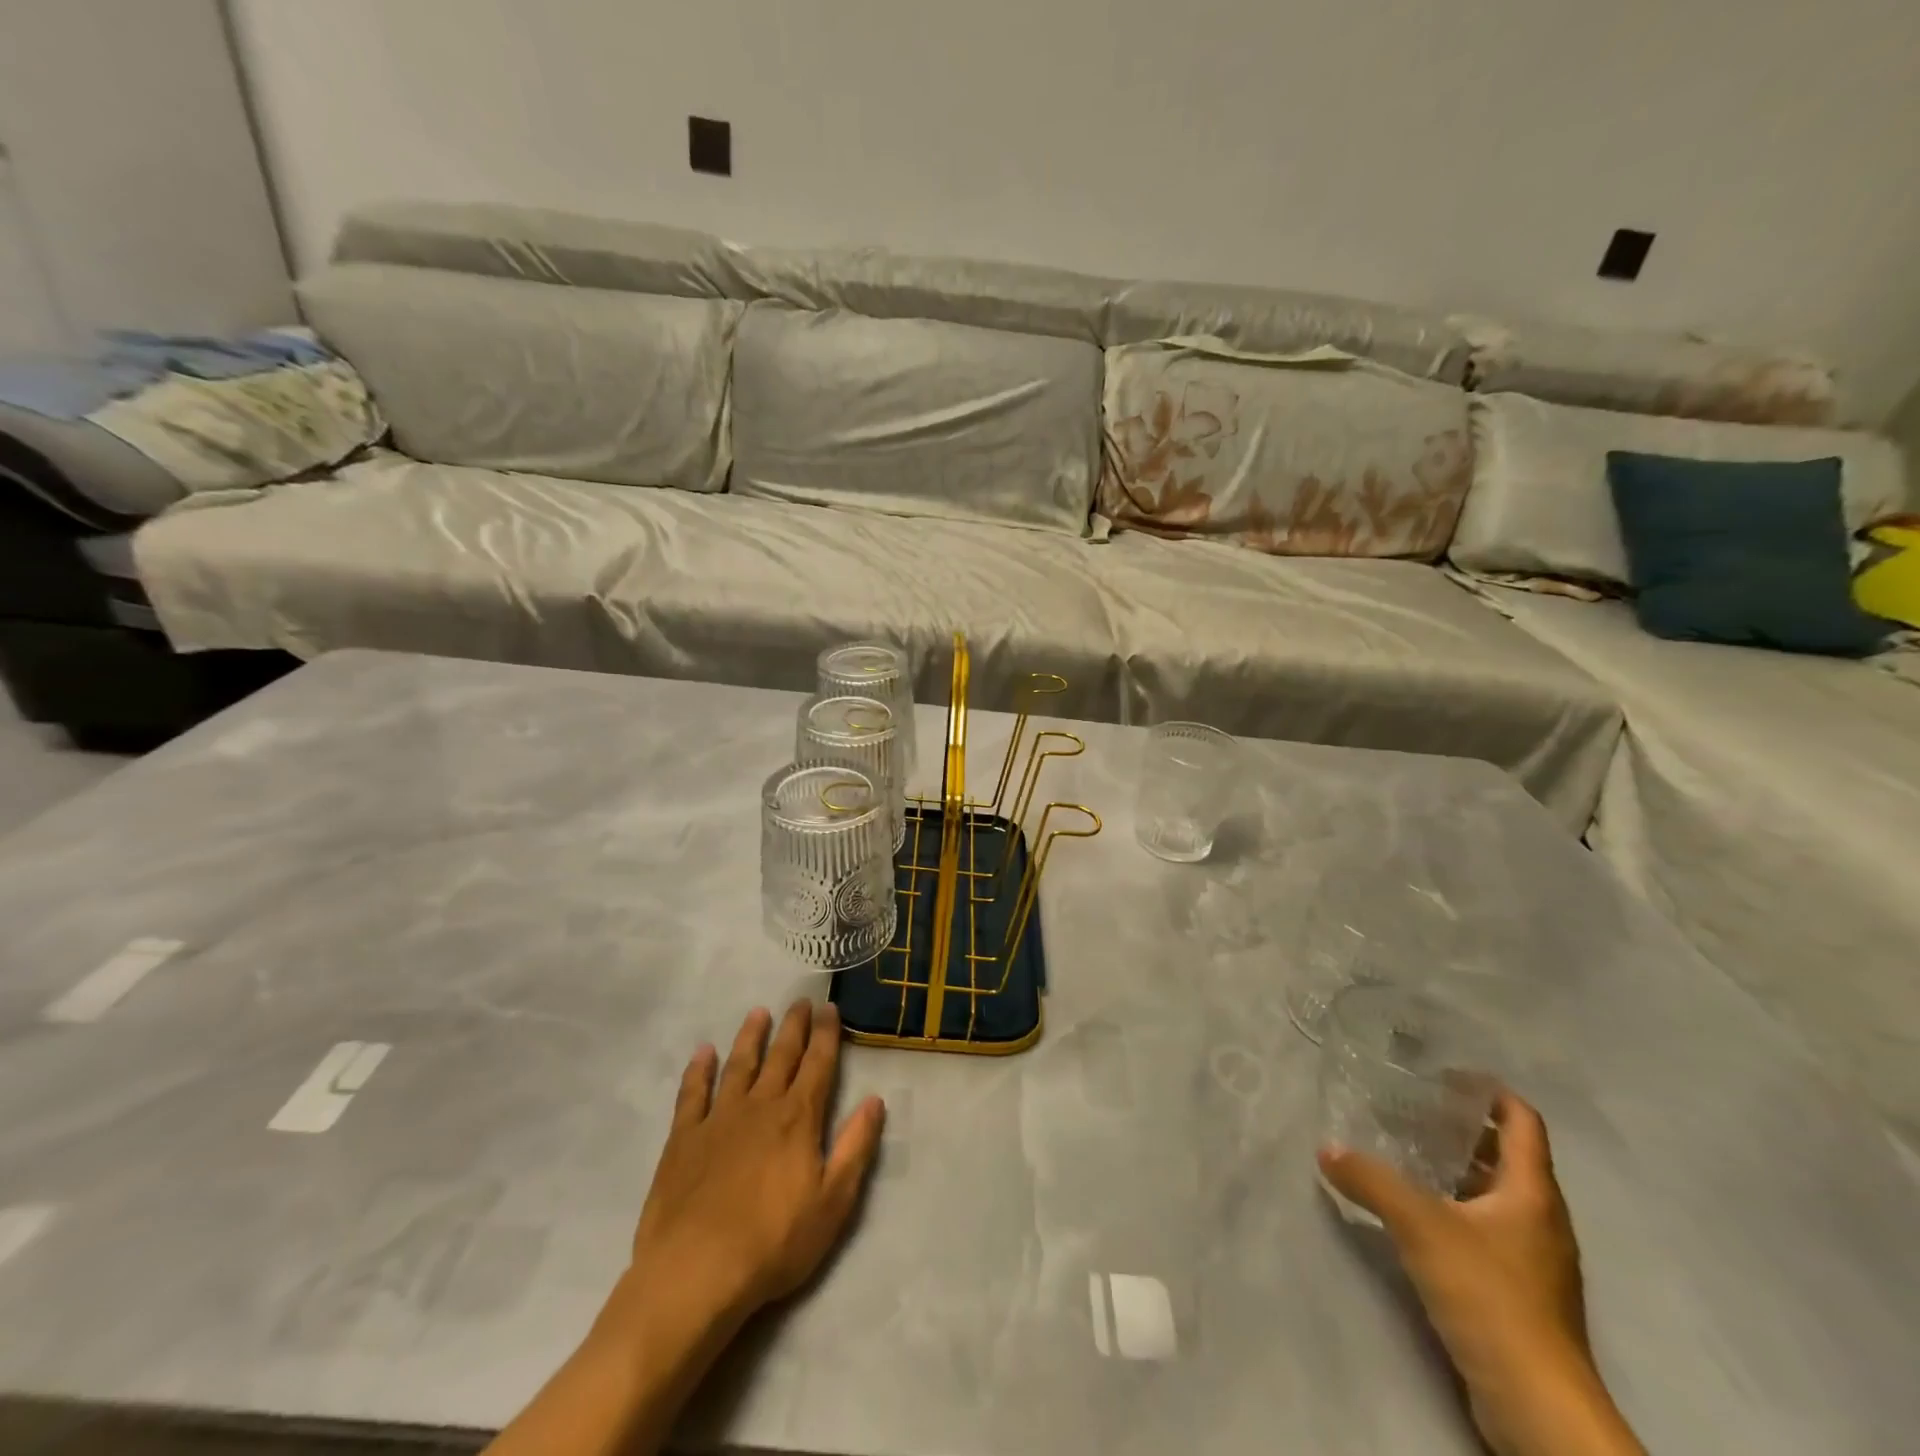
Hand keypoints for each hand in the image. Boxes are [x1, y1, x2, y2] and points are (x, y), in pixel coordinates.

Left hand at [486, 1004, 883, 1455]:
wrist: (696, 1274)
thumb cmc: (773, 1243)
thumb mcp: (833, 1202)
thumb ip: (855, 1147)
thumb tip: (875, 1100)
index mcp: (798, 1118)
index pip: (818, 1064)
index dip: (826, 1035)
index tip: (829, 1008)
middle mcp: (761, 1106)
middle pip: (781, 1056)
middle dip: (794, 1026)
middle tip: (800, 1001)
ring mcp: (719, 1119)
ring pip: (739, 1064)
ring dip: (751, 1037)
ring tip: (759, 1012)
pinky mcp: (683, 1138)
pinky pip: (692, 1094)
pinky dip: (698, 1070)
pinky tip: (703, 1052)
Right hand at [1318, 1090, 1643, 1455]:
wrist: (1537, 1405)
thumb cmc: (1490, 1295)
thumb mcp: (1420, 1226)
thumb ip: (1371, 1181)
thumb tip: (1326, 1147)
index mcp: (1532, 1193)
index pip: (1523, 1121)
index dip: (1489, 1092)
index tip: (1445, 1074)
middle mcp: (1540, 1218)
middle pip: (1507, 1155)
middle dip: (1462, 1127)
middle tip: (1410, 1105)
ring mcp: (1533, 1258)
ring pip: (1495, 1193)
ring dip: (1456, 1168)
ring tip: (1405, 1148)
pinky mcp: (1518, 1290)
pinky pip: (1486, 1228)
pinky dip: (1455, 1206)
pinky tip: (1416, 1210)